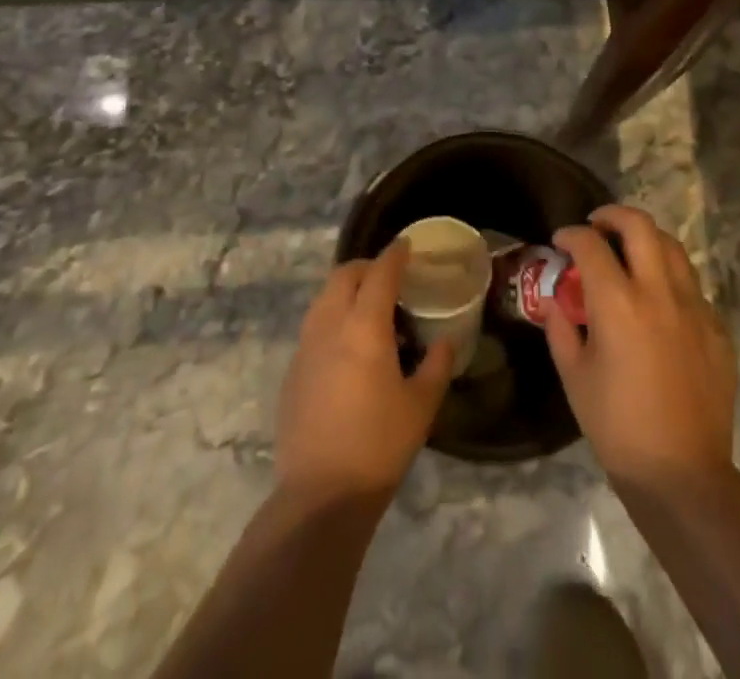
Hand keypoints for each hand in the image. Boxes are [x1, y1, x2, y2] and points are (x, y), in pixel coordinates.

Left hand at [276, 241, 454, 503]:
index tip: (407, 245)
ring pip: (324, 297)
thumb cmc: (379, 445)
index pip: (380, 273)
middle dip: (367, 266)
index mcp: (364, 327)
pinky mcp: (293, 370)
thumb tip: (446, 340)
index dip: (394, 254)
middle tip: (390, 276)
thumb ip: (437, 365)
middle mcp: (330, 325)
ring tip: (370, 308)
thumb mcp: (421, 406)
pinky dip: (333, 316)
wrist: (320, 495)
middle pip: (344, 275)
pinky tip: (348, 344)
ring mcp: (306, 347)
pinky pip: (314, 324)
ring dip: (346, 289)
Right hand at [545, 206, 736, 490]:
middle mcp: (658, 292)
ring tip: (629, 252)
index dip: (571, 235)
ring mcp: (694, 307)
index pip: (591, 244)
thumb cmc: (617, 426)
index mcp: (618, 302)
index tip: (561, 241)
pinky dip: (670, 278)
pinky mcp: (717, 328)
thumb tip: (557, 302)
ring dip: (646, 240)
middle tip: (597, 226)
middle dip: (613, 215)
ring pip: (672, 247)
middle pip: (639, 226)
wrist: (683, 474)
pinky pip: (692, 286)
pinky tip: (659, 301)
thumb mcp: (574, 376)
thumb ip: (561, 329)